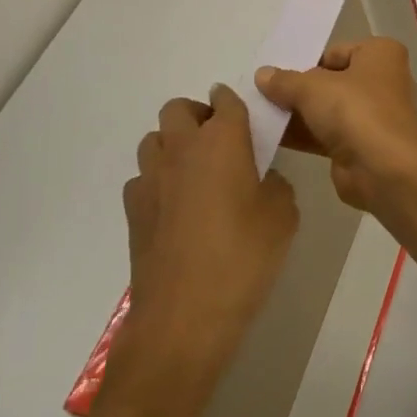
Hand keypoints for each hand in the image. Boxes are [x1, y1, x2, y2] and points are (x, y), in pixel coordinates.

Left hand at [116, 87, 298, 401]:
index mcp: (223, 140)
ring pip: (154, 139)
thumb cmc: (243, 257)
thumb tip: (261, 180)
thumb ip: (276, 184)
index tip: (244, 117)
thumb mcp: (283, 216)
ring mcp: (151, 178)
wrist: (184, 316)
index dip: (233, 102)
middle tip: (218, 143)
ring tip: (194, 172)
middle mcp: (182, 148)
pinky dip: (157, 181)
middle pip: (178, 108)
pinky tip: (175, 208)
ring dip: (173, 145)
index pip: (226, 101)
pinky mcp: (133, 210)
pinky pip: (142, 178)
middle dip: (197, 116)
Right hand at [255, 38, 416, 214]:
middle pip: (331, 81)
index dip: (305, 62)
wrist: (384, 171)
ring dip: (297, 114)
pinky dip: (303, 135)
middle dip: (299, 90)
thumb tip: (262, 74)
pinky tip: (271, 137)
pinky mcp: (361, 146)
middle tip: (260, 94)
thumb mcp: (313, 88)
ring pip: (328, 109)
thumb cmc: (355, 111)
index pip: (335, 52)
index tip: (275, 74)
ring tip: (258, 115)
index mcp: (380, 54)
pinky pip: (327, 134)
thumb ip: (285, 81)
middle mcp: (381, 81)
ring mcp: (373, 115)